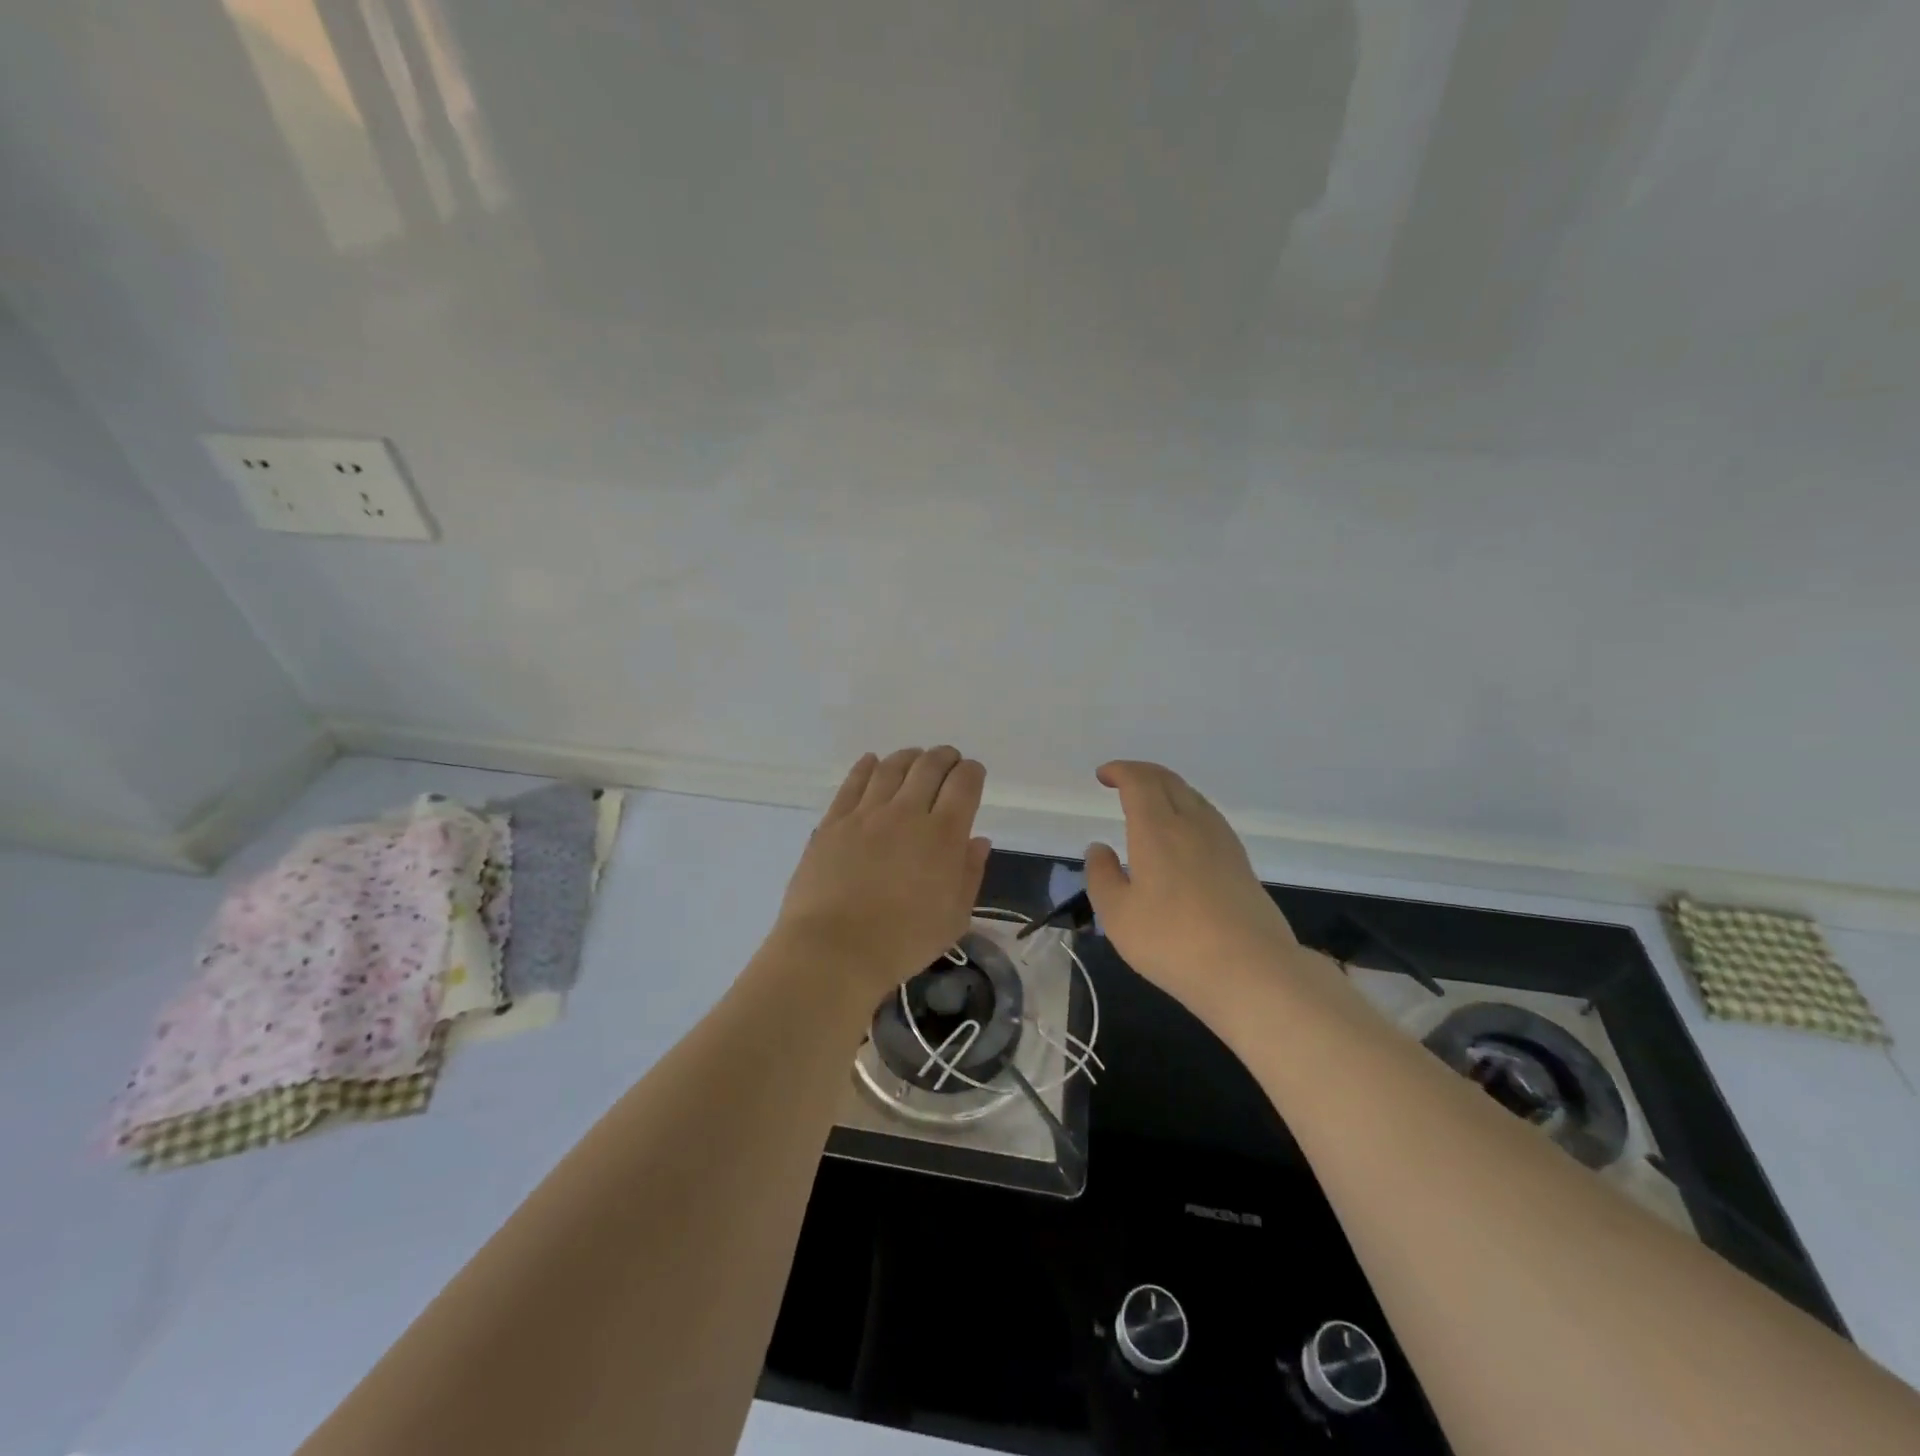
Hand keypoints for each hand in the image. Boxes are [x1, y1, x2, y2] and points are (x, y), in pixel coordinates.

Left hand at [774, 747, 991, 1005]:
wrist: (833, 949)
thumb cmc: (902, 942)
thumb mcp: (953, 918)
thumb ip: (969, 874)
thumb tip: (978, 841)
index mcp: (944, 836)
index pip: (964, 785)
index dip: (972, 772)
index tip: (973, 773)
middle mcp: (907, 813)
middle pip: (929, 767)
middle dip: (944, 757)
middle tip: (948, 759)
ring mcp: (866, 814)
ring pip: (891, 768)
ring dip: (909, 757)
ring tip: (914, 757)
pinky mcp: (834, 821)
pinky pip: (853, 782)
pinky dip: (867, 766)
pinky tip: (872, 762)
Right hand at [1084, 761, 1301, 1014]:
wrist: (1252, 970)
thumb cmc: (1173, 941)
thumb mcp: (1118, 915)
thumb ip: (1102, 876)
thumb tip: (1099, 848)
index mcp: (1157, 829)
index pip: (1139, 781)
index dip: (1120, 771)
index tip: (1103, 776)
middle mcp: (1192, 824)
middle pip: (1168, 780)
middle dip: (1142, 773)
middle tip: (1122, 780)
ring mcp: (1222, 841)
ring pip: (1192, 796)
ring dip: (1167, 789)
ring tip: (1150, 804)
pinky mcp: (1240, 862)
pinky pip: (1208, 817)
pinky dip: (1187, 808)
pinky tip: (1183, 834)